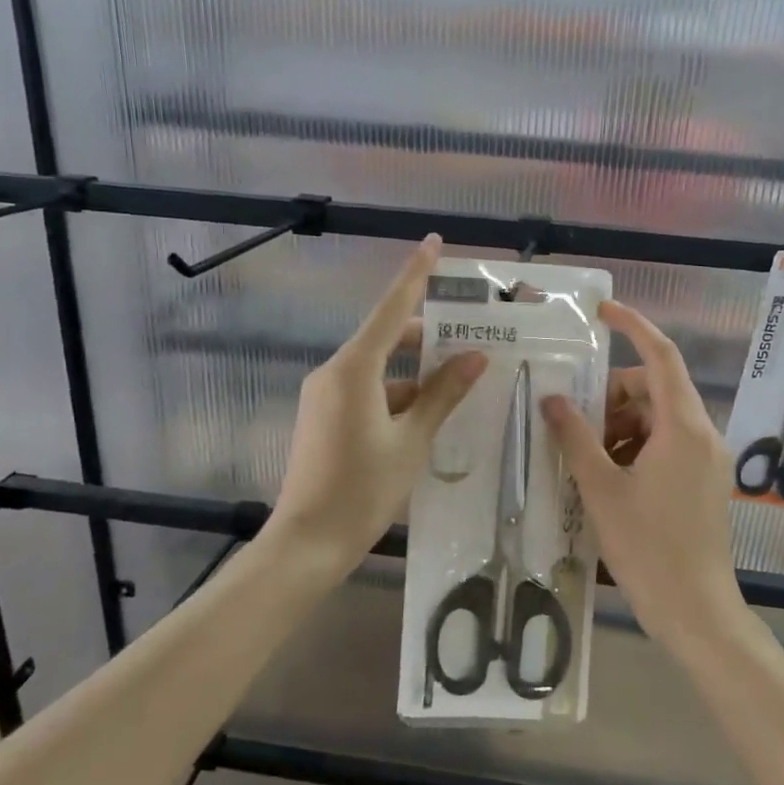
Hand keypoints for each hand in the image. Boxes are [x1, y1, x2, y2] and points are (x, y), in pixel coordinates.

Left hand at [272, 236, 486, 573]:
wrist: (308, 542)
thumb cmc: (363, 490)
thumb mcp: (411, 441)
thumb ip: (443, 395)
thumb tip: (475, 357)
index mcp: (354, 369)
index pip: (391, 308)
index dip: (415, 274)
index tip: (432, 242)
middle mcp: (334, 372)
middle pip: (386, 338)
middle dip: (426, 337)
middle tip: (471, 339)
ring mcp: (325, 395)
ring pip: (379, 369)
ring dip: (415, 374)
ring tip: (459, 385)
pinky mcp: (324, 416)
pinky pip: (367, 391)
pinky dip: (397, 395)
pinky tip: (428, 417)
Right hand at [540, 301, 742, 648]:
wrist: (695, 612)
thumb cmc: (647, 548)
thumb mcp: (602, 489)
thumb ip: (575, 437)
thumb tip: (552, 398)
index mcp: (683, 427)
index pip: (661, 356)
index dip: (633, 326)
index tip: (601, 312)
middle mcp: (703, 434)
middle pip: (656, 389)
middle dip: (614, 394)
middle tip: (576, 421)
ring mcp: (708, 459)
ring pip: (660, 418)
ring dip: (622, 425)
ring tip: (588, 458)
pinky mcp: (704, 481)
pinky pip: (668, 444)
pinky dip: (637, 447)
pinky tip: (610, 477)